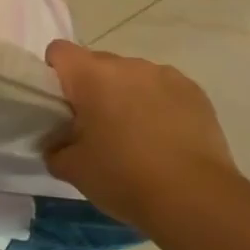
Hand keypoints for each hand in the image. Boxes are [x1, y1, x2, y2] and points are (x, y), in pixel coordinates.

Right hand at [45, 40, 240, 231]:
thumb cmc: (123, 177)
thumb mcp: (73, 170)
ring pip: (133, 76)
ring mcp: (165, 75)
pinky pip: (164, 89)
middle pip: (97, 64)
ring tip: (135, 136)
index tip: (61, 105)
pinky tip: (165, 139)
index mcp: (92, 76)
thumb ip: (55, 148)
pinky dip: (158, 106)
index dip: (54, 73)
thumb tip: (58, 143)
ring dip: (127, 96)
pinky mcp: (194, 91)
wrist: (194, 198)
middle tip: (96, 128)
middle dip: (92, 89)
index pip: (59, 51)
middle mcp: (128, 65)